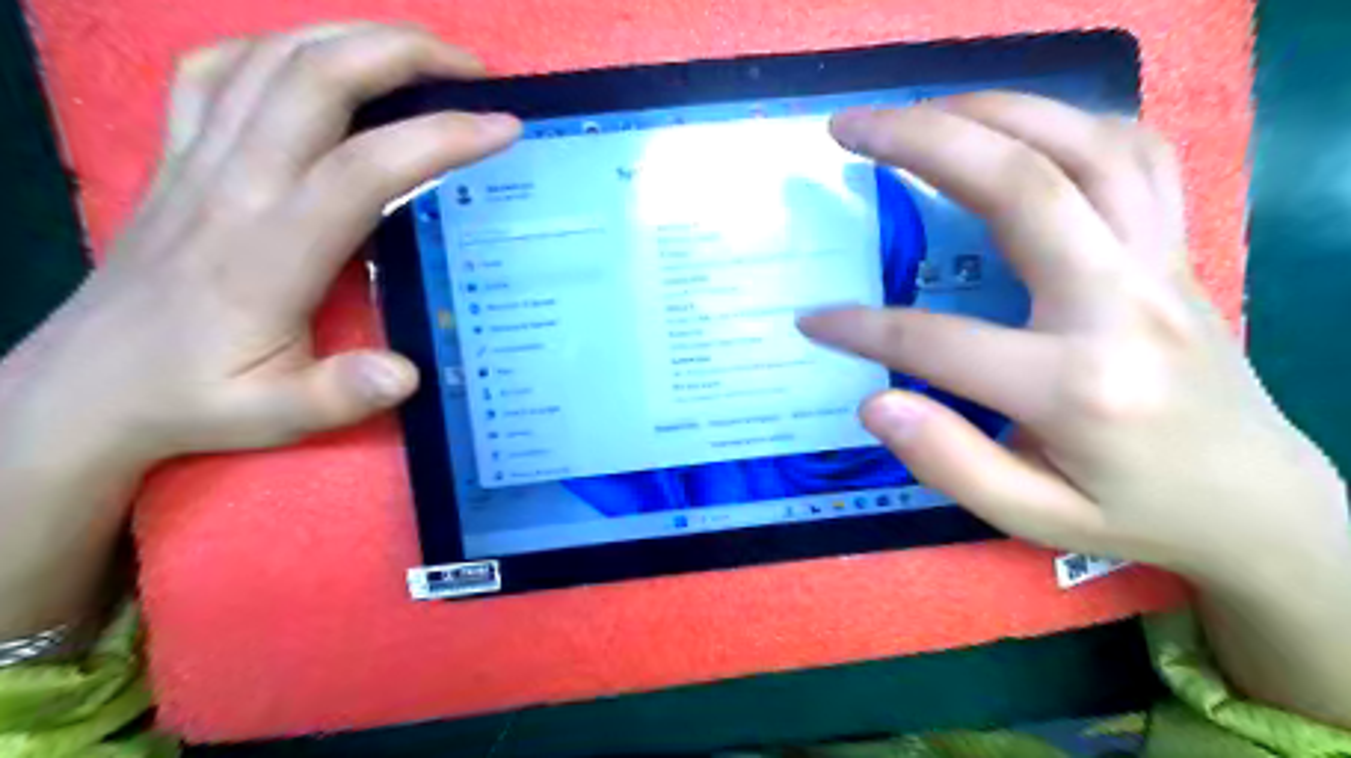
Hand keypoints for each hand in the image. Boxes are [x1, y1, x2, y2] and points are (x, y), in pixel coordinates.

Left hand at [7, 25, 518, 467]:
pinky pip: (218, 71)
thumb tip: (406, 373)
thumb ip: (341, 395)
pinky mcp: (176, 155)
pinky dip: (276, 48)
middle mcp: (232, 185)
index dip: (439, 139)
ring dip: (352, 37)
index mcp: (268, 250)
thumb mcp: (273, 416)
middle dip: (402, 53)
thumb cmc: (195, 399)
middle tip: (471, 70)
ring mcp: (196, 159)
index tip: (502, 127)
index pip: (363, 168)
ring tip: (418, 53)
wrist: (86, 386)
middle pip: (315, 79)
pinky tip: (316, 64)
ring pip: (271, 58)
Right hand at [795, 93, 1343, 586]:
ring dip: (989, 111)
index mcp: (1078, 386)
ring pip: (1082, 145)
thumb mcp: (1034, 518)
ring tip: (917, 111)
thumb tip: (874, 401)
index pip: (938, 340)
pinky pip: (1134, 152)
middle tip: (848, 129)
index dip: (861, 328)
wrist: (1256, 499)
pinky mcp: (1175, 246)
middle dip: (920, 142)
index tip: (812, 321)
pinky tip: (1013, 128)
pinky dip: (1065, 121)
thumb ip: (951, 464)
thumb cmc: (1135, 512)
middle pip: (1021, 187)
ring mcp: (1160, 262)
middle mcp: (1122, 304)